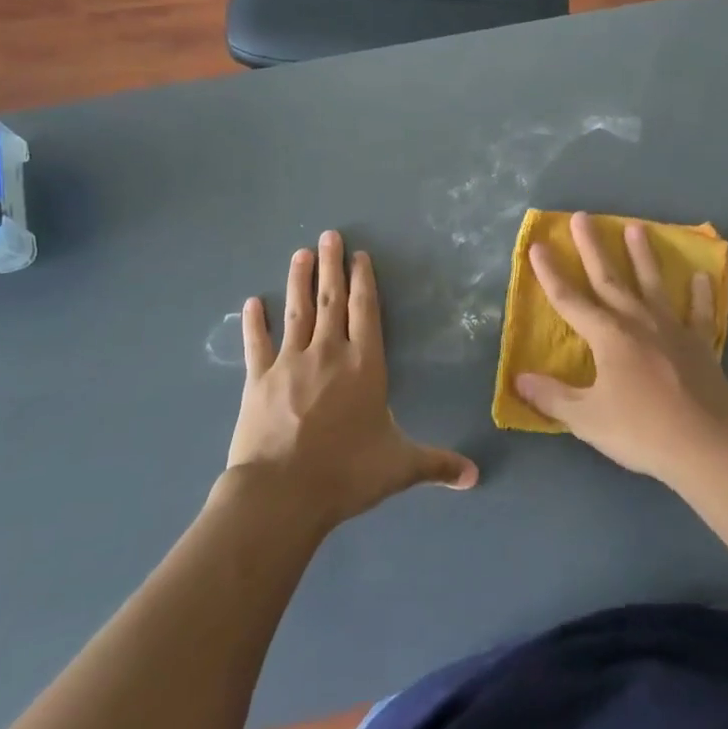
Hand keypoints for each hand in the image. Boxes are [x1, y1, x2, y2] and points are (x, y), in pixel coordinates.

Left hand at [227, 231, 478, 532]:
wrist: (282, 493)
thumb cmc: (346, 473)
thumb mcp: (399, 467)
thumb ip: (437, 464)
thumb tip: (476, 477)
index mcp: (364, 365)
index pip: (365, 311)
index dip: (363, 281)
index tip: (358, 255)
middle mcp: (329, 353)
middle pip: (331, 300)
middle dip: (331, 266)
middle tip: (329, 235)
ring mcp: (290, 363)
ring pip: (297, 311)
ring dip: (299, 280)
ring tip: (301, 253)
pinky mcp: (259, 379)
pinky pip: (257, 344)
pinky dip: (254, 323)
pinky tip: (251, 303)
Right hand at [514, 212, 727, 483]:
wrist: (708, 445)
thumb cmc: (641, 430)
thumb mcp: (587, 419)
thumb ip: (553, 397)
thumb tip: (519, 379)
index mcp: (607, 336)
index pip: (569, 299)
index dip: (550, 273)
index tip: (538, 246)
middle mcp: (637, 321)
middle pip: (608, 277)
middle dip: (592, 247)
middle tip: (582, 216)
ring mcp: (672, 329)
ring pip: (652, 284)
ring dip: (642, 255)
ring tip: (636, 227)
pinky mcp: (700, 344)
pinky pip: (699, 312)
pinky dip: (700, 294)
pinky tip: (701, 276)